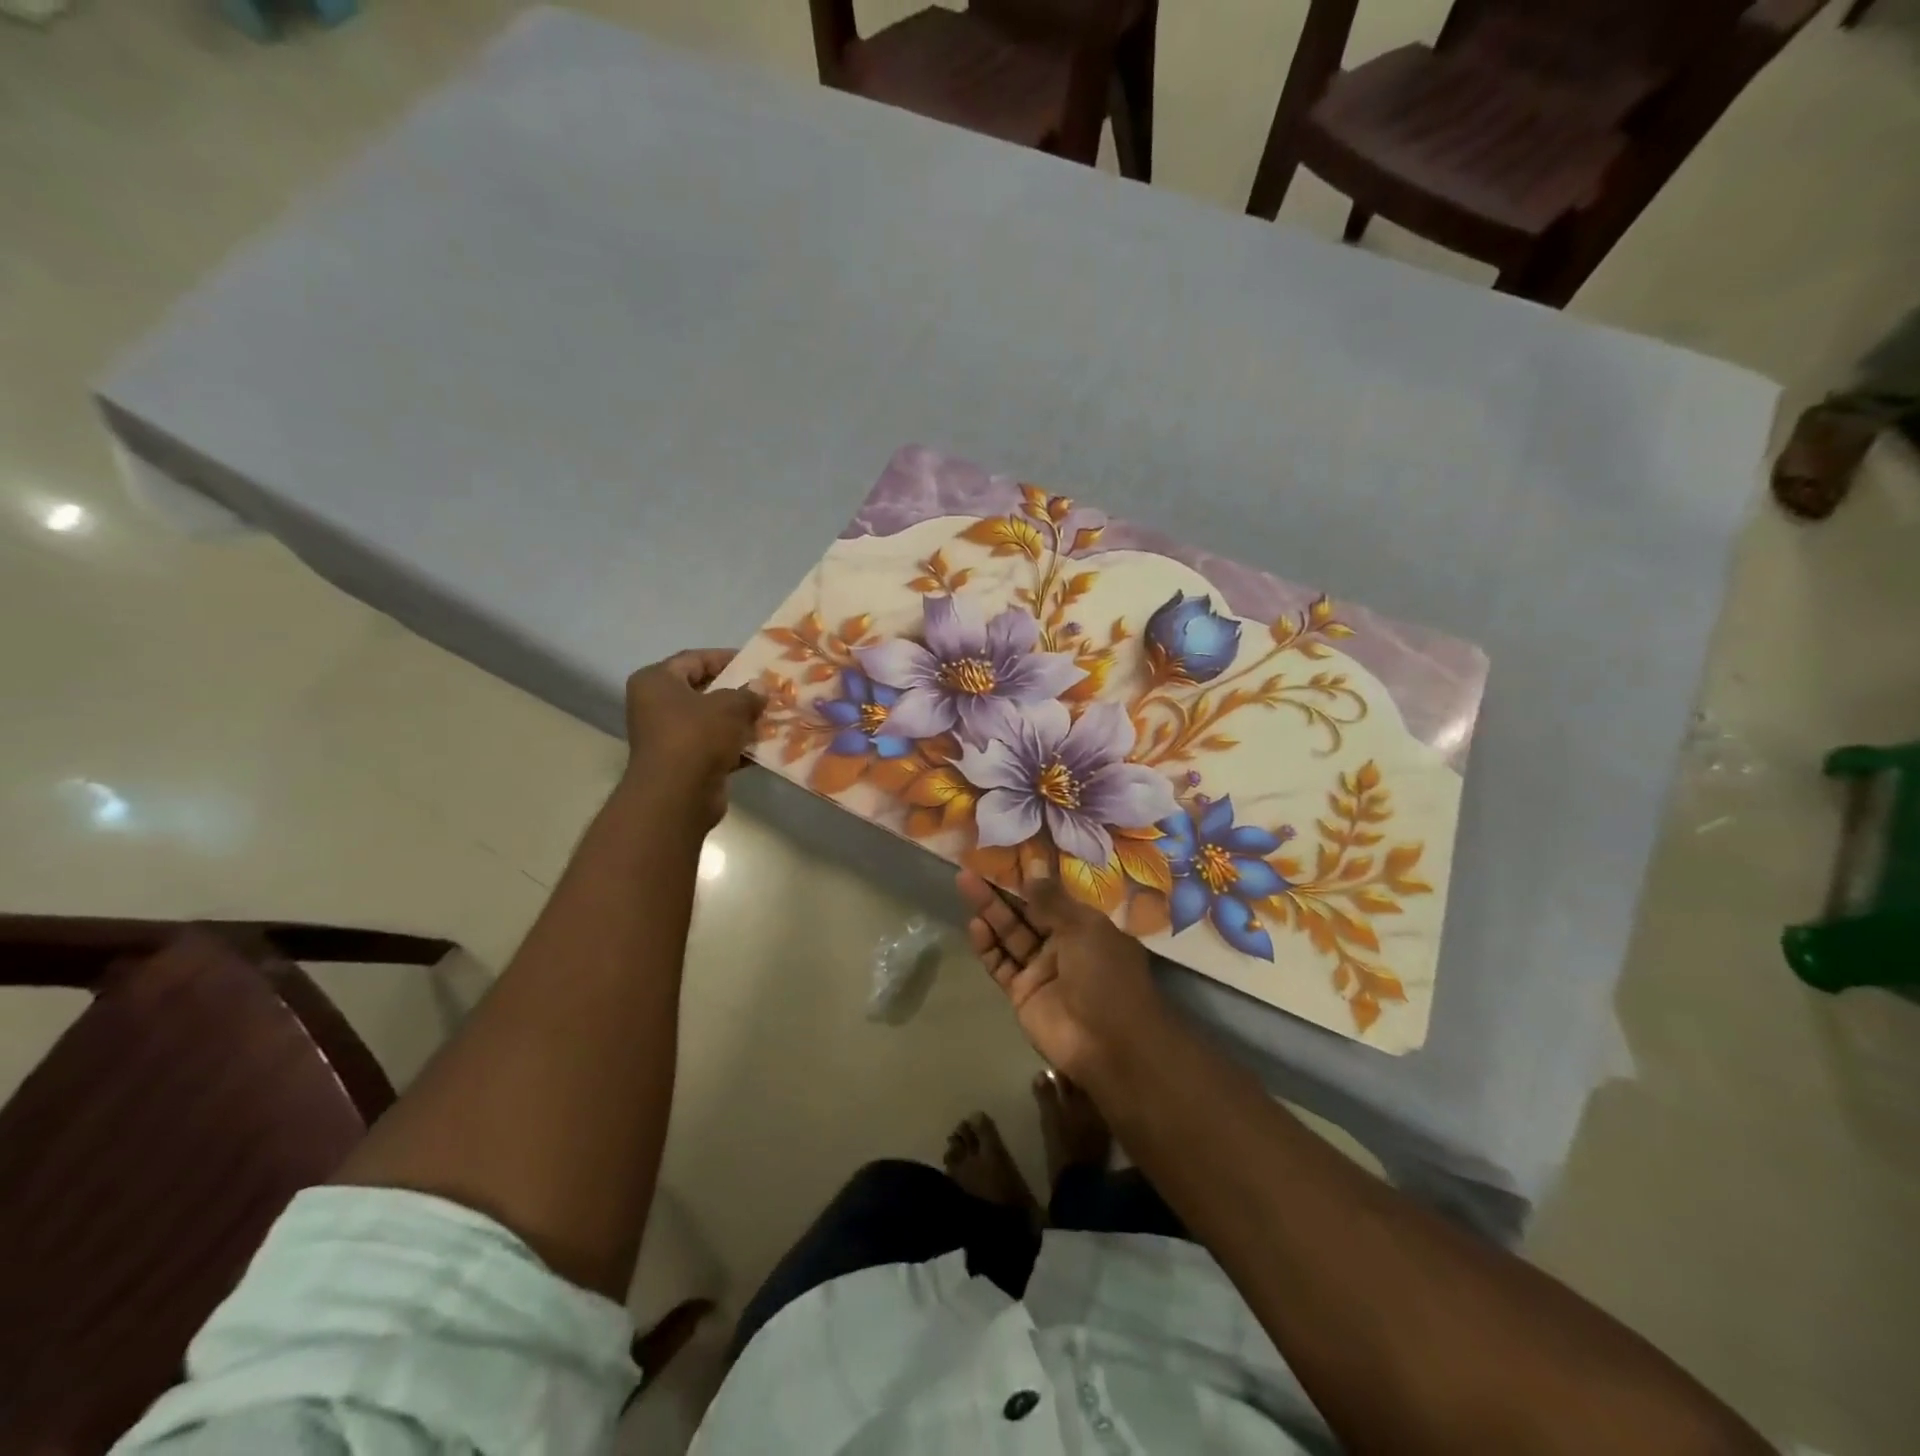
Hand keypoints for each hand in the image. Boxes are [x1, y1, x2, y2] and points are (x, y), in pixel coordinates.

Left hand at [623, 650, 763, 828]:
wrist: (678, 796)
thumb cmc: (697, 737)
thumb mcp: (730, 706)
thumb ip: (747, 694)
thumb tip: (759, 688)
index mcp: (656, 682)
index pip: (693, 659)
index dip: (725, 658)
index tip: (755, 663)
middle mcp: (656, 706)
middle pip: (702, 691)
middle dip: (736, 692)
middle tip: (766, 691)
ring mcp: (668, 737)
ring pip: (710, 721)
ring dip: (739, 721)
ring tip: (771, 717)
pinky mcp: (683, 763)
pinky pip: (713, 747)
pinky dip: (735, 746)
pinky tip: (763, 747)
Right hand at [957, 868, 1170, 1085]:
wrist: (1109, 1044)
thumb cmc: (1106, 976)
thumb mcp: (1084, 928)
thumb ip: (1052, 901)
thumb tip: (1033, 871)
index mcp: (1085, 927)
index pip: (1051, 898)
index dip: (1028, 880)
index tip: (1004, 858)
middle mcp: (1062, 946)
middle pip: (1025, 913)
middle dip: (1001, 892)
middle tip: (972, 869)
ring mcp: (1040, 971)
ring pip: (1009, 935)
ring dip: (989, 912)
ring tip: (965, 885)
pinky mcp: (1022, 993)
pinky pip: (1001, 964)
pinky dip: (987, 946)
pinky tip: (975, 925)